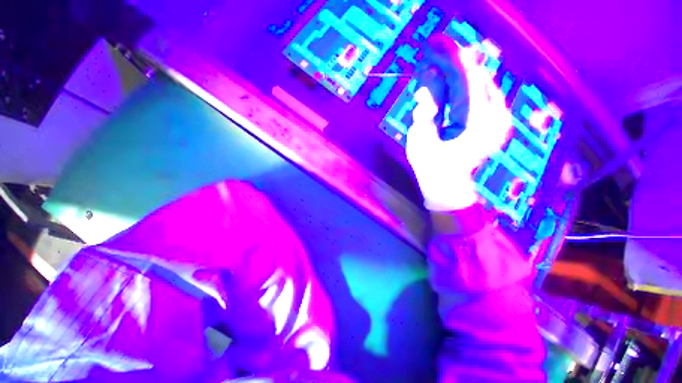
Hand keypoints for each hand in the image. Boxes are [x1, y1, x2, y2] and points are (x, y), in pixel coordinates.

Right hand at [406, 44, 511, 210]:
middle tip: (434, 49)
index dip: (449, 59)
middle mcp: (494, 116)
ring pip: (479, 84)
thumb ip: (425, 109)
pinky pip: (481, 95)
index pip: (465, 79)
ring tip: (436, 68)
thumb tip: (427, 81)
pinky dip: (462, 87)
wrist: (446, 186)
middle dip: (453, 63)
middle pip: (475, 78)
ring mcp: (498, 119)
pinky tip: (447, 85)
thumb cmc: (430, 167)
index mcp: (476, 122)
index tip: (434, 43)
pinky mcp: (496, 122)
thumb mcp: (420, 139)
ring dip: (456, 75)